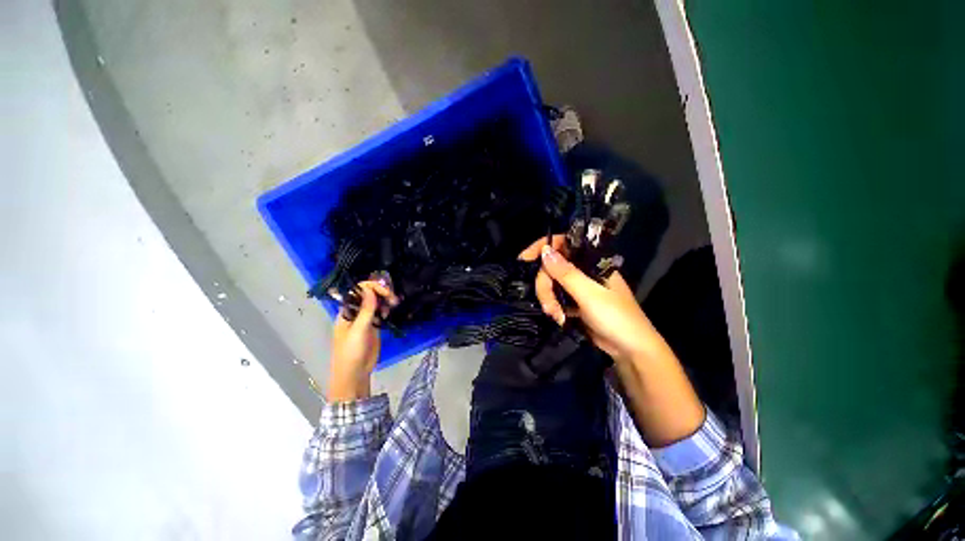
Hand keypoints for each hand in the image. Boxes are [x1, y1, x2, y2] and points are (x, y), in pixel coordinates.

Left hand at [328, 281, 397, 401]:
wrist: (354, 373)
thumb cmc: (351, 351)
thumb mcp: (358, 330)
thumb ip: (365, 310)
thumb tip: (369, 289)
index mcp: (347, 312)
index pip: (358, 292)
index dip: (371, 288)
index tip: (385, 292)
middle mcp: (356, 313)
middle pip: (368, 295)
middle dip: (381, 293)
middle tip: (393, 298)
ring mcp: (365, 319)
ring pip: (375, 303)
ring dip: (385, 300)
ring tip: (395, 303)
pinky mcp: (373, 327)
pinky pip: (380, 313)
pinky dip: (386, 309)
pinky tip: (391, 310)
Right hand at [519, 235, 704, 445]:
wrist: (630, 350)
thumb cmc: (616, 317)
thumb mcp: (589, 294)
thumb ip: (566, 273)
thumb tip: (544, 250)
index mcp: (591, 262)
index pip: (563, 244)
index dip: (542, 247)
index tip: (524, 259)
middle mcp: (583, 270)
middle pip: (551, 268)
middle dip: (545, 286)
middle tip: (549, 306)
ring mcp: (578, 287)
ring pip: (551, 283)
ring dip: (548, 300)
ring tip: (556, 316)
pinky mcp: (574, 302)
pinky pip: (555, 297)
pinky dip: (553, 307)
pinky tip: (559, 318)